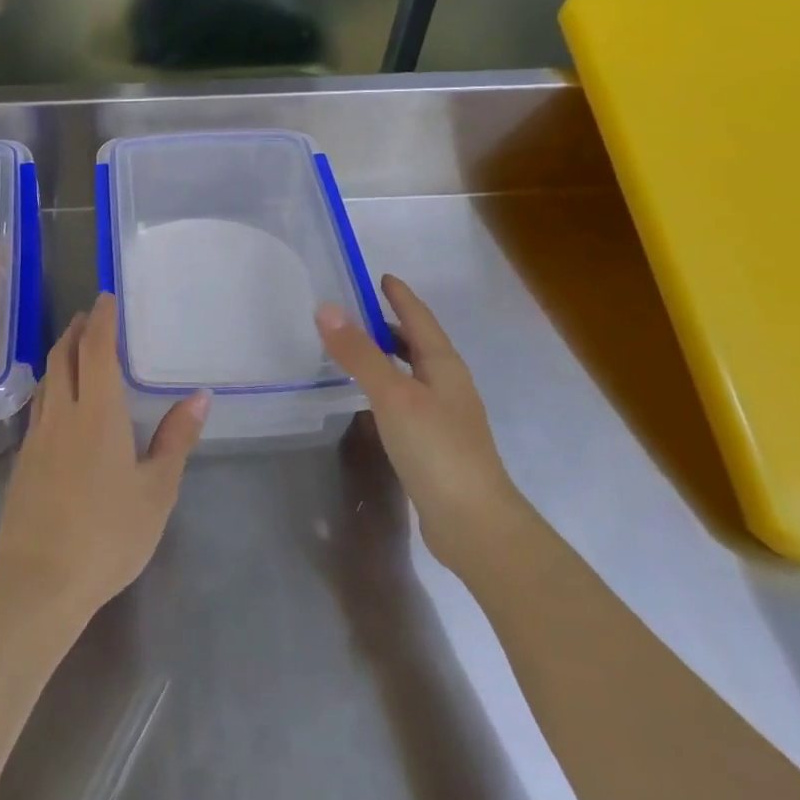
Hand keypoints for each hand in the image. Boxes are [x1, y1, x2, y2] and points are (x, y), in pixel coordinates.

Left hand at [0, 295, 209, 625]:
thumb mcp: (156, 490)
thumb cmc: (109, 534)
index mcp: (98, 412)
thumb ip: (176, 440)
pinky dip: (50, 388)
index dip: (102, 320)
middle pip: (64, 357)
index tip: (106, 297)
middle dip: (77, 330)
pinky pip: (38, 407)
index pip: (97, 350)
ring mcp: (37, 437)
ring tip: (74, 348)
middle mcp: (62, 413)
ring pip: (46, 380)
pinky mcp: (22, 461)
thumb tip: (201, 397)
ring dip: (60, 355)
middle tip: (90, 315)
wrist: (40, 580)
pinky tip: (57, 403)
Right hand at [315, 274, 525, 568]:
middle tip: (356, 312)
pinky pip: (407, 400)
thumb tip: (326, 308)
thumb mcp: (393, 395)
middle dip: (391, 325)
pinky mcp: (435, 444)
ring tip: (356, 351)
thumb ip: (359, 354)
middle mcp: (448, 385)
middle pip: (418, 344)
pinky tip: (370, 400)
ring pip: (412, 373)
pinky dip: (387, 387)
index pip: (420, 319)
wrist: (474, 522)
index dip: (401, 296)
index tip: (381, 277)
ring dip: (388, 357)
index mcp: (444, 366)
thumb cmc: (436, 448)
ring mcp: (445, 416)